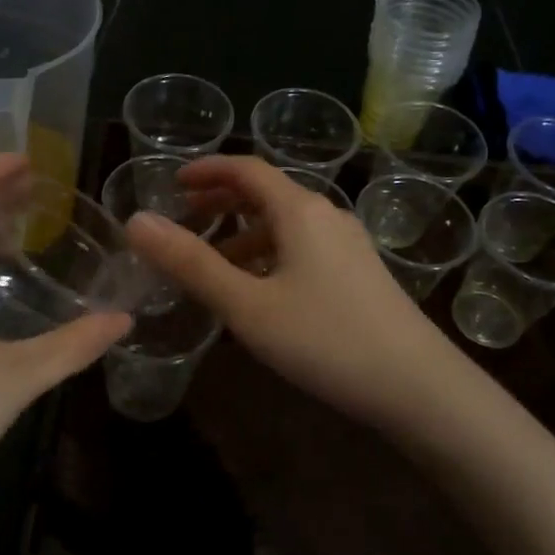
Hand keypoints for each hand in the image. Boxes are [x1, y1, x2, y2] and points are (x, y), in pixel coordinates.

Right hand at [126, 156, 471, 431]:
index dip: (206, 170)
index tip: (172, 183)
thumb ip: (190, 263)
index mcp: (299, 210)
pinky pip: (304, 248)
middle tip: (186, 219)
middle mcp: (327, 215)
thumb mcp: (246, 304)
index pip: (246, 169)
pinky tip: (260, 290)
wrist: (417, 384)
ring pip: (286, 224)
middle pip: (267, 193)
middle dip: (223, 201)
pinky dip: (271, 255)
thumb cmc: (324, 338)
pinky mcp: (360, 272)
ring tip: (214, 263)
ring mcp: (349, 244)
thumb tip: (136, 222)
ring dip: (245, 234)